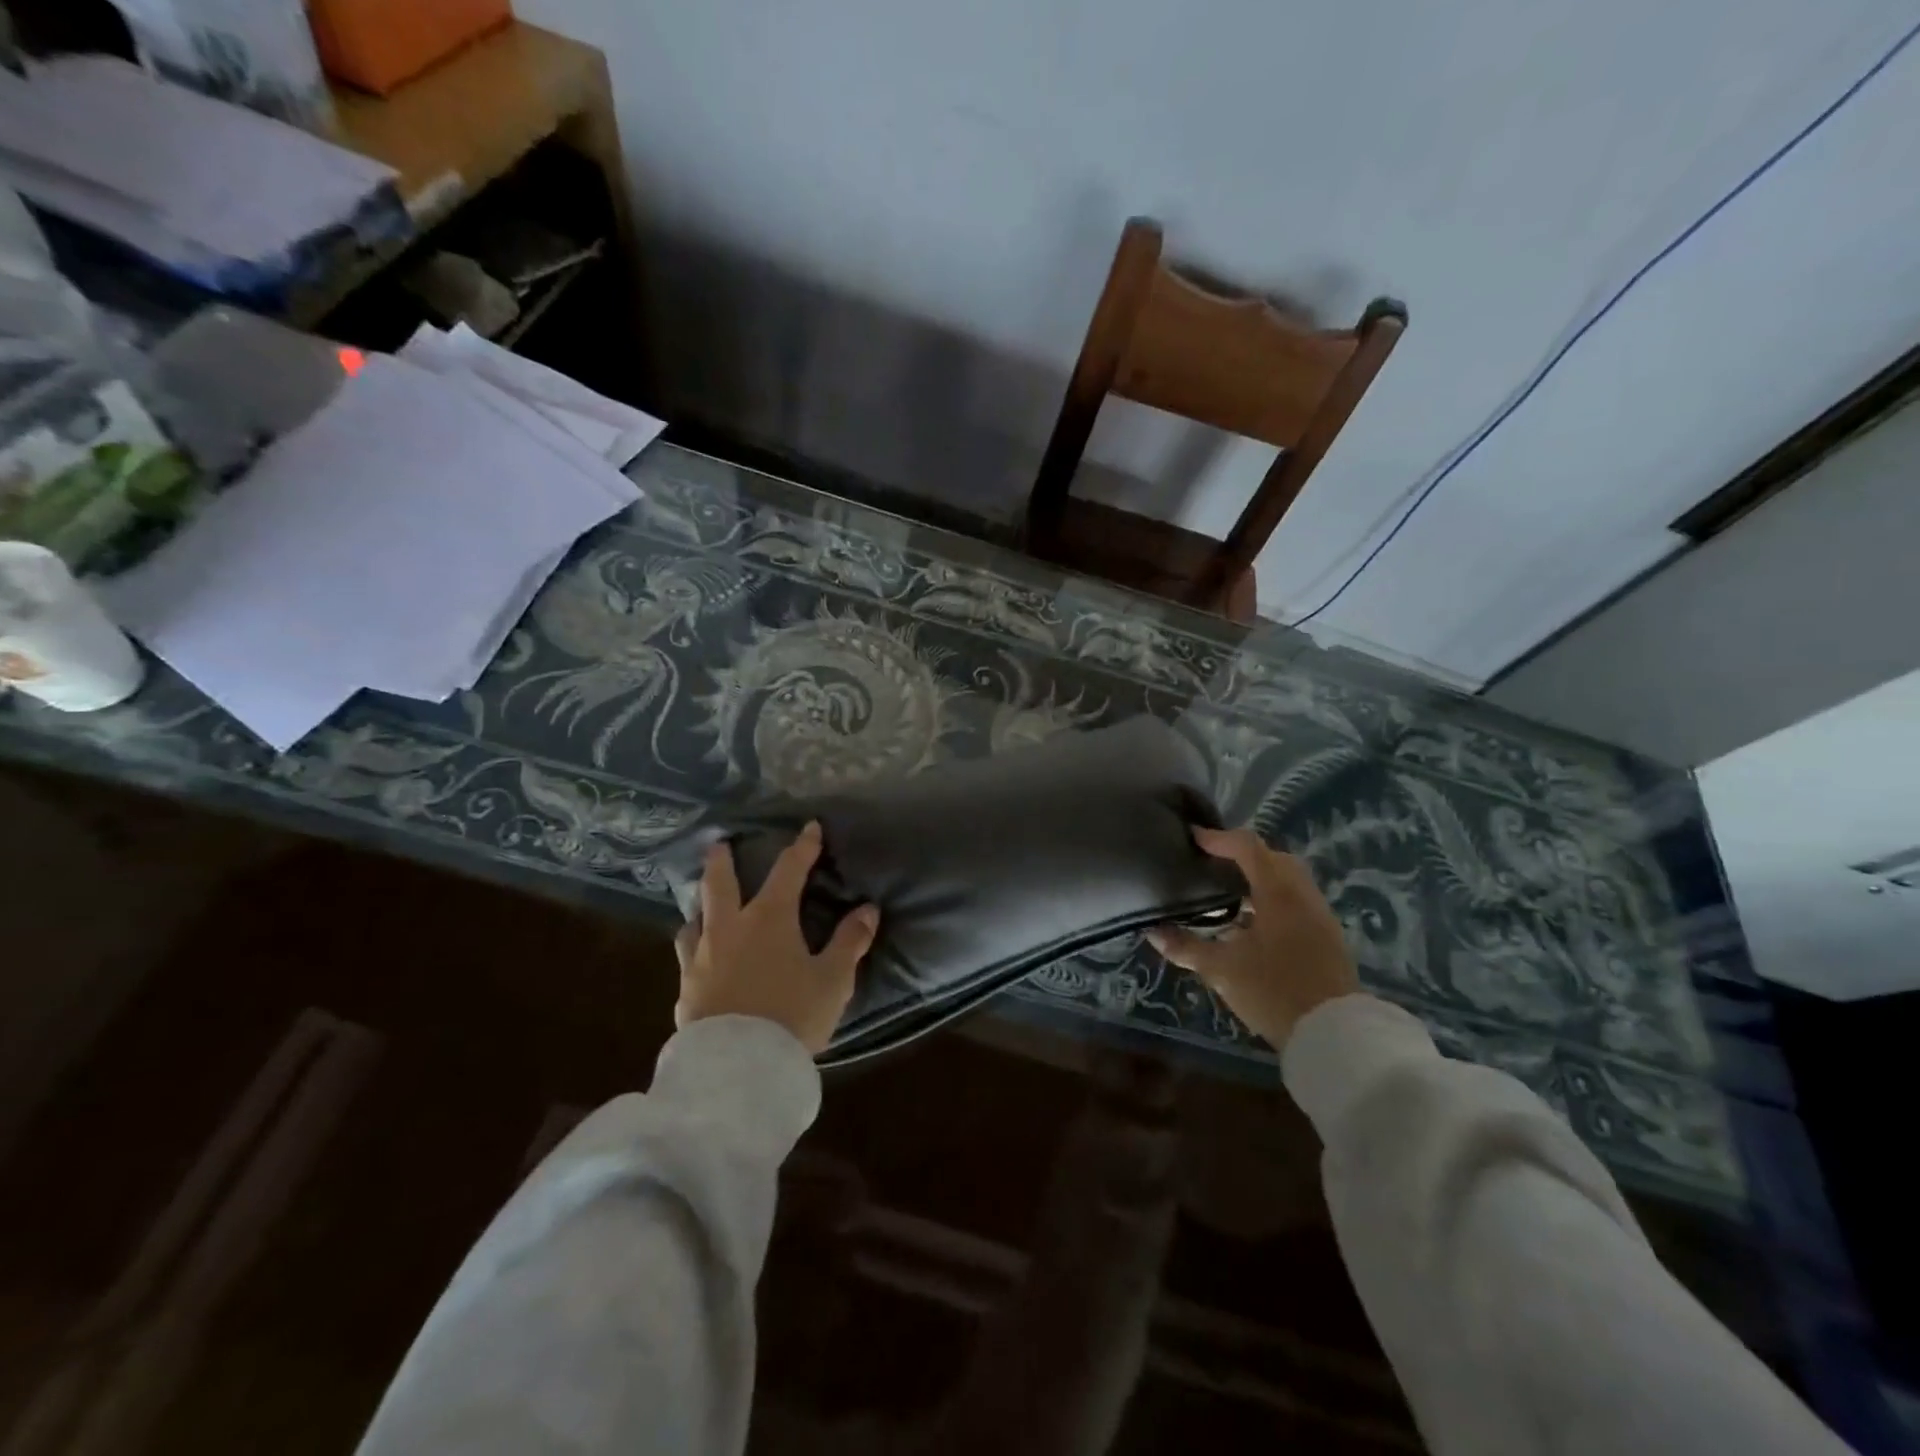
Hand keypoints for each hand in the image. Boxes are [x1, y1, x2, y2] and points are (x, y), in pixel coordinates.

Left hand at [674, 822, 880, 1054]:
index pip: (788, 870)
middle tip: (718, 844)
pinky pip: (686, 957)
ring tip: (702, 905)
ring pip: (694, 920)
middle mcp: (729, 929)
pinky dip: (693, 946)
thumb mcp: (833, 979)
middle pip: (719, 884)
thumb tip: (868, 909)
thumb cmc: (792, 1014)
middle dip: (721, 861)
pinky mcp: (685, 990)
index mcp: (768, 918)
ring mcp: (700, 959)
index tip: (809, 827)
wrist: (739, 1066)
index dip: (802, 847)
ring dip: (700, 906)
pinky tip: (697, 958)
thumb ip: (849, 942)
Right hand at [1147, 826, 1360, 1050]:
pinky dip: (1273, 898)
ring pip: (1289, 880)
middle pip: (1274, 857)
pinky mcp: (1327, 937)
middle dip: (1243, 855)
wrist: (1334, 1034)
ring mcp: (1320, 916)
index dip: (1219, 838)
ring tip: (1229, 892)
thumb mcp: (1221, 970)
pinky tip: (1253, 921)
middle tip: (1213, 864)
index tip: (1193, 838)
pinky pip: (1297, 900)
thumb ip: (1186, 948)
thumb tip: (1153, 933)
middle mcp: (1303, 895)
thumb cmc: (1273, 991)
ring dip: (1260, 877)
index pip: (1248, 847)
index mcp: (1278, 893)